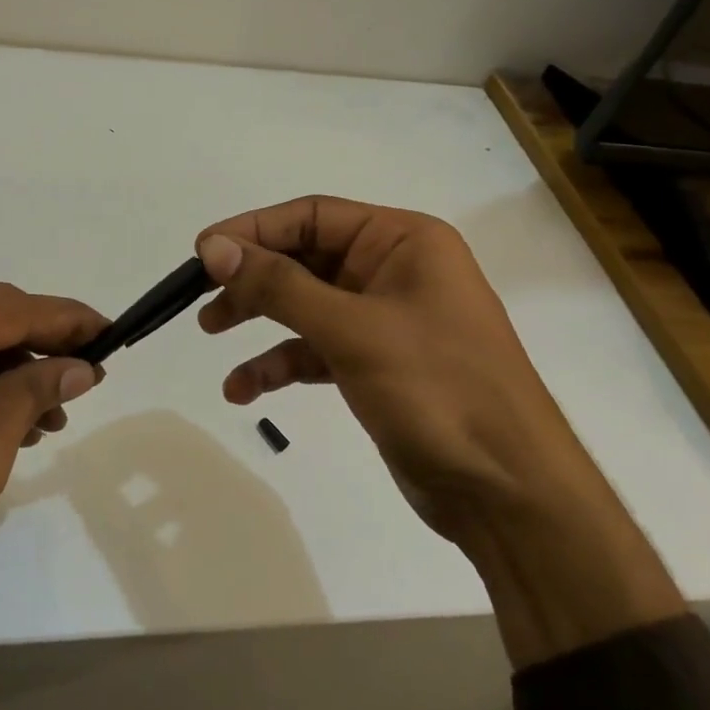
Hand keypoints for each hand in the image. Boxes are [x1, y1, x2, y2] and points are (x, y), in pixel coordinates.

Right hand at [196, 196, 684, 666]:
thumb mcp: (353, 330)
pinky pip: (316, 348)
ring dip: (259, 318)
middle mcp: (394, 270)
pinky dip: (280, 363)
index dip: (254, 229)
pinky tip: (244, 389)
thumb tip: (214, 248)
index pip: (313, 216)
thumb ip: (280, 286)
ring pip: (306, 304)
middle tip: (201, 296)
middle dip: (253, 277)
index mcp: (403, 241)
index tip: (203, 252)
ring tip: (211, 332)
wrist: (507, 492)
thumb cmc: (438, 390)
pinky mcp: (376, 364)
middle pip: (305, 258)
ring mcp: (385, 319)